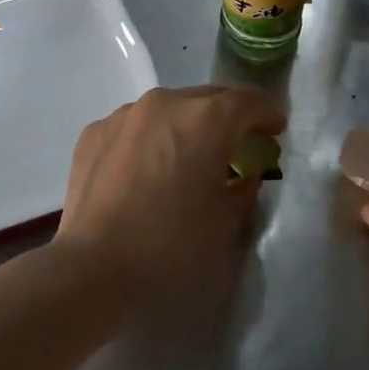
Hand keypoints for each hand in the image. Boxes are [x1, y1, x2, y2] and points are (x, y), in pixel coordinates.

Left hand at [54, 85, 284, 304]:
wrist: (94, 271)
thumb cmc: (172, 247)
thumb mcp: (226, 223)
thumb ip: (243, 190)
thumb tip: (242, 178)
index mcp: (205, 120)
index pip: (247, 102)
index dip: (267, 114)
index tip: (276, 130)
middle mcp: (164, 104)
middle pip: (207, 98)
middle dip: (227, 117)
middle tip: (237, 144)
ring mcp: (123, 116)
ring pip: (167, 109)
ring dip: (185, 126)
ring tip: (188, 157)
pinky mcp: (93, 134)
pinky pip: (134, 127)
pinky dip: (150, 139)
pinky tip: (148, 170)